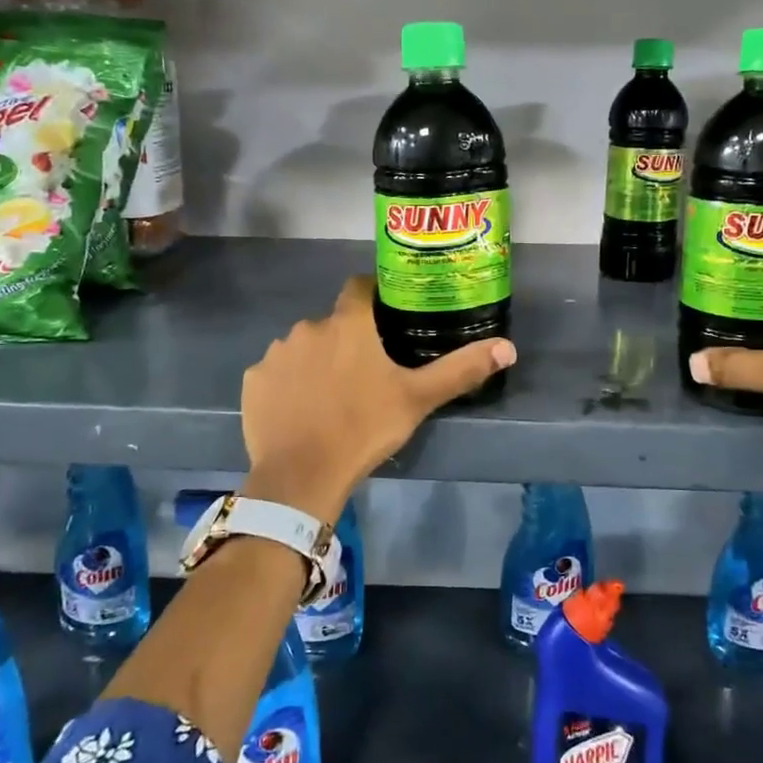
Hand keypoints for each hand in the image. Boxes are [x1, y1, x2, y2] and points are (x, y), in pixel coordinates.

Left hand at [241, 275, 516, 521]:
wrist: (302, 476)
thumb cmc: (364, 428)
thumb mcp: (417, 399)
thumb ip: (461, 369)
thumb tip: (508, 347)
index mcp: (347, 323)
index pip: (359, 287)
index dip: (373, 297)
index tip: (385, 318)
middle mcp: (308, 327)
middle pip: (332, 323)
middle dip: (346, 339)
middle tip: (364, 373)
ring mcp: (275, 353)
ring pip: (303, 347)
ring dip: (316, 361)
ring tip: (331, 396)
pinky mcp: (253, 381)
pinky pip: (275, 373)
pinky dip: (288, 385)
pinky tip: (300, 411)